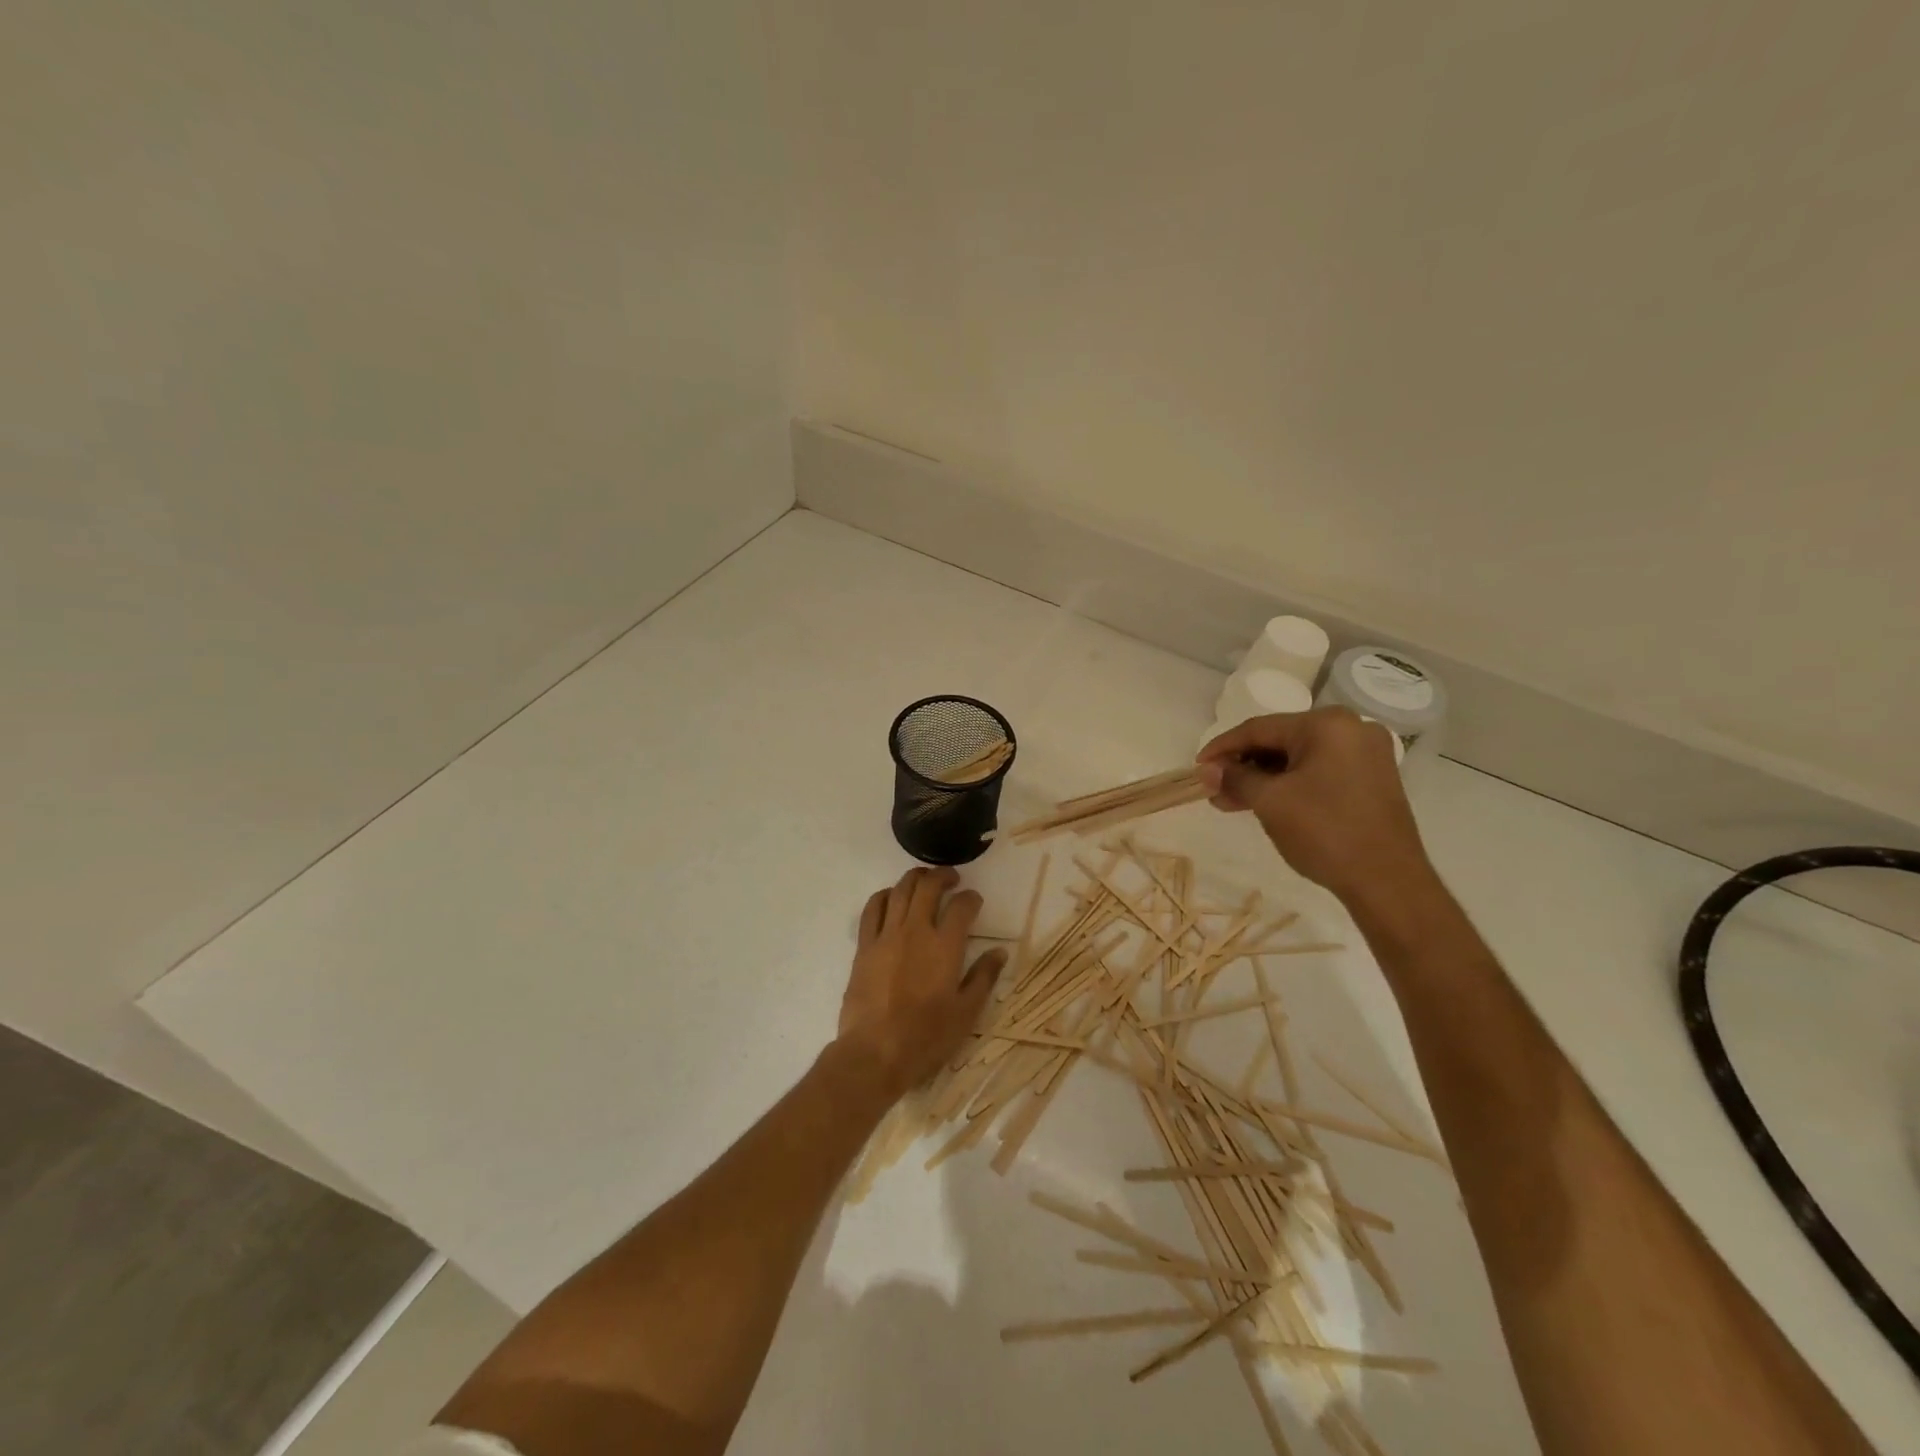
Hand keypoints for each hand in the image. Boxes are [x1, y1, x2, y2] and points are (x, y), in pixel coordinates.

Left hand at [836, 867, 1005, 1101]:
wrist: (875, 1052)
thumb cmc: (926, 1036)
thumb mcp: (966, 1013)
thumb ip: (983, 978)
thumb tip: (999, 952)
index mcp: (945, 946)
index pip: (962, 906)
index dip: (971, 898)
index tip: (974, 901)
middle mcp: (916, 931)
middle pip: (928, 887)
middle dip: (943, 876)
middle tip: (951, 879)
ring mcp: (887, 936)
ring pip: (900, 890)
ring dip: (914, 878)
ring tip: (924, 880)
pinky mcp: (865, 946)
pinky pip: (872, 909)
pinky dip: (884, 896)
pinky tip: (890, 897)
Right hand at [1196, 707, 1436, 912]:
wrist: (1387, 882)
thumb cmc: (1325, 832)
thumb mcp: (1270, 801)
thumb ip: (1235, 778)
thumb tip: (1207, 770)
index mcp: (1328, 724)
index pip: (1260, 728)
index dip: (1222, 748)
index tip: (1197, 768)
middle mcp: (1352, 729)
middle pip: (1280, 741)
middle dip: (1243, 766)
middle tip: (1213, 789)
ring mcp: (1366, 755)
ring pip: (1299, 759)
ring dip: (1263, 779)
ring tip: (1232, 803)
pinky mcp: (1372, 780)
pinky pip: (1319, 772)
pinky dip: (1290, 785)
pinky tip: (1266, 803)